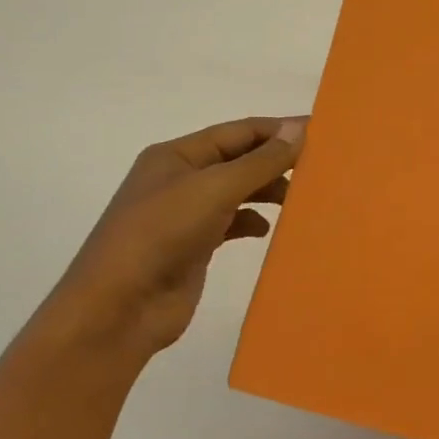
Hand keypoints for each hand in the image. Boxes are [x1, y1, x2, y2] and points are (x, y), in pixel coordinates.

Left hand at [46, 117, 305, 355]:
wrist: (118, 310)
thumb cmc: (162, 234)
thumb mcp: (215, 189)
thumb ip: (261, 160)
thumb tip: (299, 128)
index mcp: (177, 155)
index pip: (238, 131)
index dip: (278, 129)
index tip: (321, 132)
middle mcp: (180, 178)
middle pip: (239, 159)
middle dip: (276, 161)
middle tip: (319, 167)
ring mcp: (185, 214)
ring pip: (238, 191)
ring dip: (267, 191)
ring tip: (301, 198)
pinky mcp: (193, 246)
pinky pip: (232, 223)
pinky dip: (252, 222)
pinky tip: (267, 230)